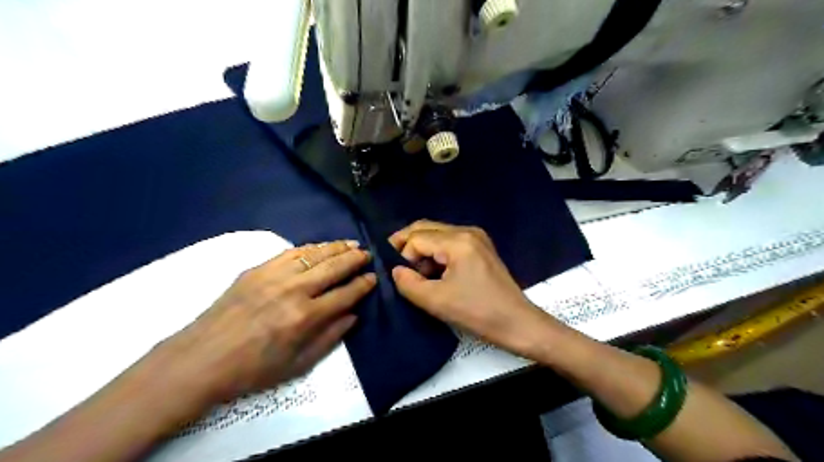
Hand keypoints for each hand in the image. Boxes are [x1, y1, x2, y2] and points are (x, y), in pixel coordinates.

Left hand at [157, 240, 376, 402]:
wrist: (201, 359)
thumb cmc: (252, 370)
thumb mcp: (298, 365)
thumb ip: (330, 337)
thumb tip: (353, 315)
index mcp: (305, 317)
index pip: (345, 294)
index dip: (363, 285)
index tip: (373, 277)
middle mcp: (294, 290)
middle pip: (333, 268)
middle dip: (355, 259)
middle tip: (368, 254)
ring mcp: (274, 276)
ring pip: (314, 254)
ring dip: (336, 247)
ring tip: (351, 244)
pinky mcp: (257, 269)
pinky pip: (290, 252)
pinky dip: (310, 247)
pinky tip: (320, 246)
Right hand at [390, 223, 562, 359]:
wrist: (517, 323)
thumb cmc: (478, 313)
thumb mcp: (436, 301)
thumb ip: (408, 283)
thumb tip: (395, 270)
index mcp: (458, 241)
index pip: (417, 238)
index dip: (403, 256)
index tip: (400, 278)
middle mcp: (467, 231)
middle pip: (426, 228)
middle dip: (407, 245)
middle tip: (394, 265)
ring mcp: (476, 237)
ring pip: (436, 234)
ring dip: (421, 250)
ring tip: (415, 273)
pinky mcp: (480, 247)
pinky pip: (449, 242)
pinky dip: (436, 253)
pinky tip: (433, 272)